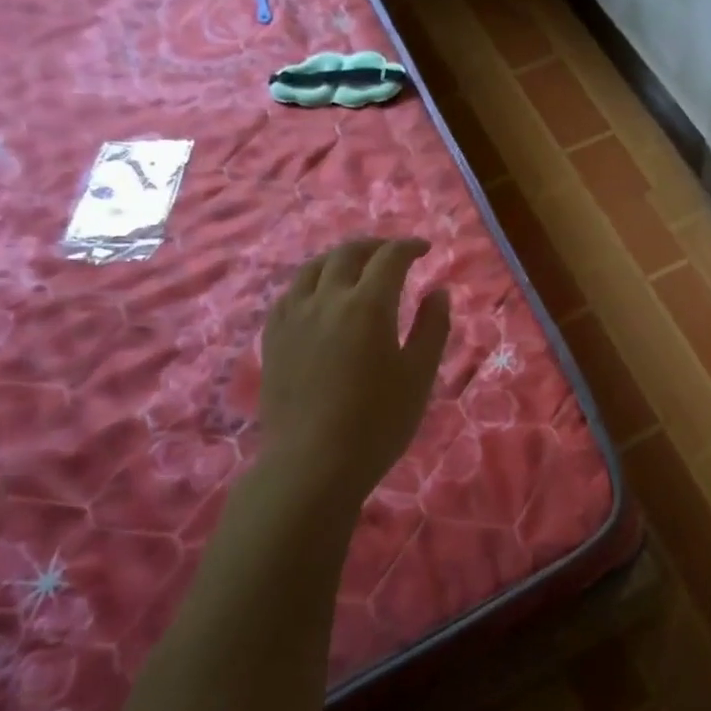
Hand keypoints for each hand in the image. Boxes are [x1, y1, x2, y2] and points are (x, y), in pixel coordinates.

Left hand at [257, 237, 451, 506]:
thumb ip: (432, 327)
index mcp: (368, 306)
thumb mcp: (419, 375)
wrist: (312, 464)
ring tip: (356, 268)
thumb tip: (438, 292)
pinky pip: (290, 293)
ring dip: (339, 259)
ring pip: (312, 268)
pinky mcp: (272, 337)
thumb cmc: (378, 422)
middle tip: (394, 253)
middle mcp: (326, 299)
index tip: (425, 249)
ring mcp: (293, 317)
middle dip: (374, 246)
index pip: (390, 257)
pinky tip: (319, 296)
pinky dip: (311, 282)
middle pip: (347, 254)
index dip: (409, 247)